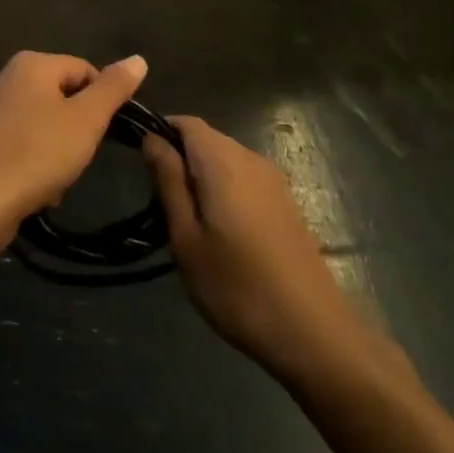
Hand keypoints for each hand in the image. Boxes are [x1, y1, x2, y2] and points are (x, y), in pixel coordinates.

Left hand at [0, 51, 147, 246]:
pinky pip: (19, 141)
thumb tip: (138, 59)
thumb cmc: (38, 153)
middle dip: (78, 126)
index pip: (84, 70)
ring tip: (60, 177)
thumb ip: (113, 88)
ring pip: (41, 120)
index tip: (105, 133)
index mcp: (31, 63)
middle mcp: (5, 76)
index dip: (102, 101)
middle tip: (82, 155)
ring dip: (57, 147)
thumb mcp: (87, 119)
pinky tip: (37, 187)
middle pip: (61, 95)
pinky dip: (33, 158)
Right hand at [143, 116, 366, 379]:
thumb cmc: (237, 286)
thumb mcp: (186, 237)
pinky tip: (220, 230)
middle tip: (160, 202)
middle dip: (179, 158)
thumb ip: (168, 181)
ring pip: (225, 159)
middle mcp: (250, 157)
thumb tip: (151, 138)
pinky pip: (244, 177)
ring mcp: (272, 179)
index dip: (160, 133)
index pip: (185, 122)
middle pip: (206, 138)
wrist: (312, 330)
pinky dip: (224, 189)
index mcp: (222, 160)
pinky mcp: (285, 201)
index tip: (141, 165)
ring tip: (187, 221)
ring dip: (201, 176)